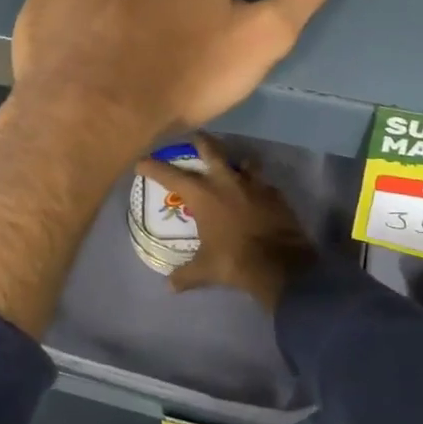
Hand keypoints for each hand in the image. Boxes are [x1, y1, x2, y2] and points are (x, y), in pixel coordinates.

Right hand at [137, 133, 318, 311]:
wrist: (280, 263)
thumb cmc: (235, 261)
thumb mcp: (205, 269)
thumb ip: (186, 274)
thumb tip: (170, 285)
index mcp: (203, 195)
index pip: (171, 175)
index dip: (154, 167)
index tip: (141, 162)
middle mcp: (226, 181)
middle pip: (211, 149)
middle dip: (200, 141)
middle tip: (194, 137)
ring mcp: (253, 184)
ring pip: (242, 161)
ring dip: (236, 162)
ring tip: (233, 166)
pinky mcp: (274, 193)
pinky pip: (262, 183)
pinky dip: (256, 185)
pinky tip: (256, 194)